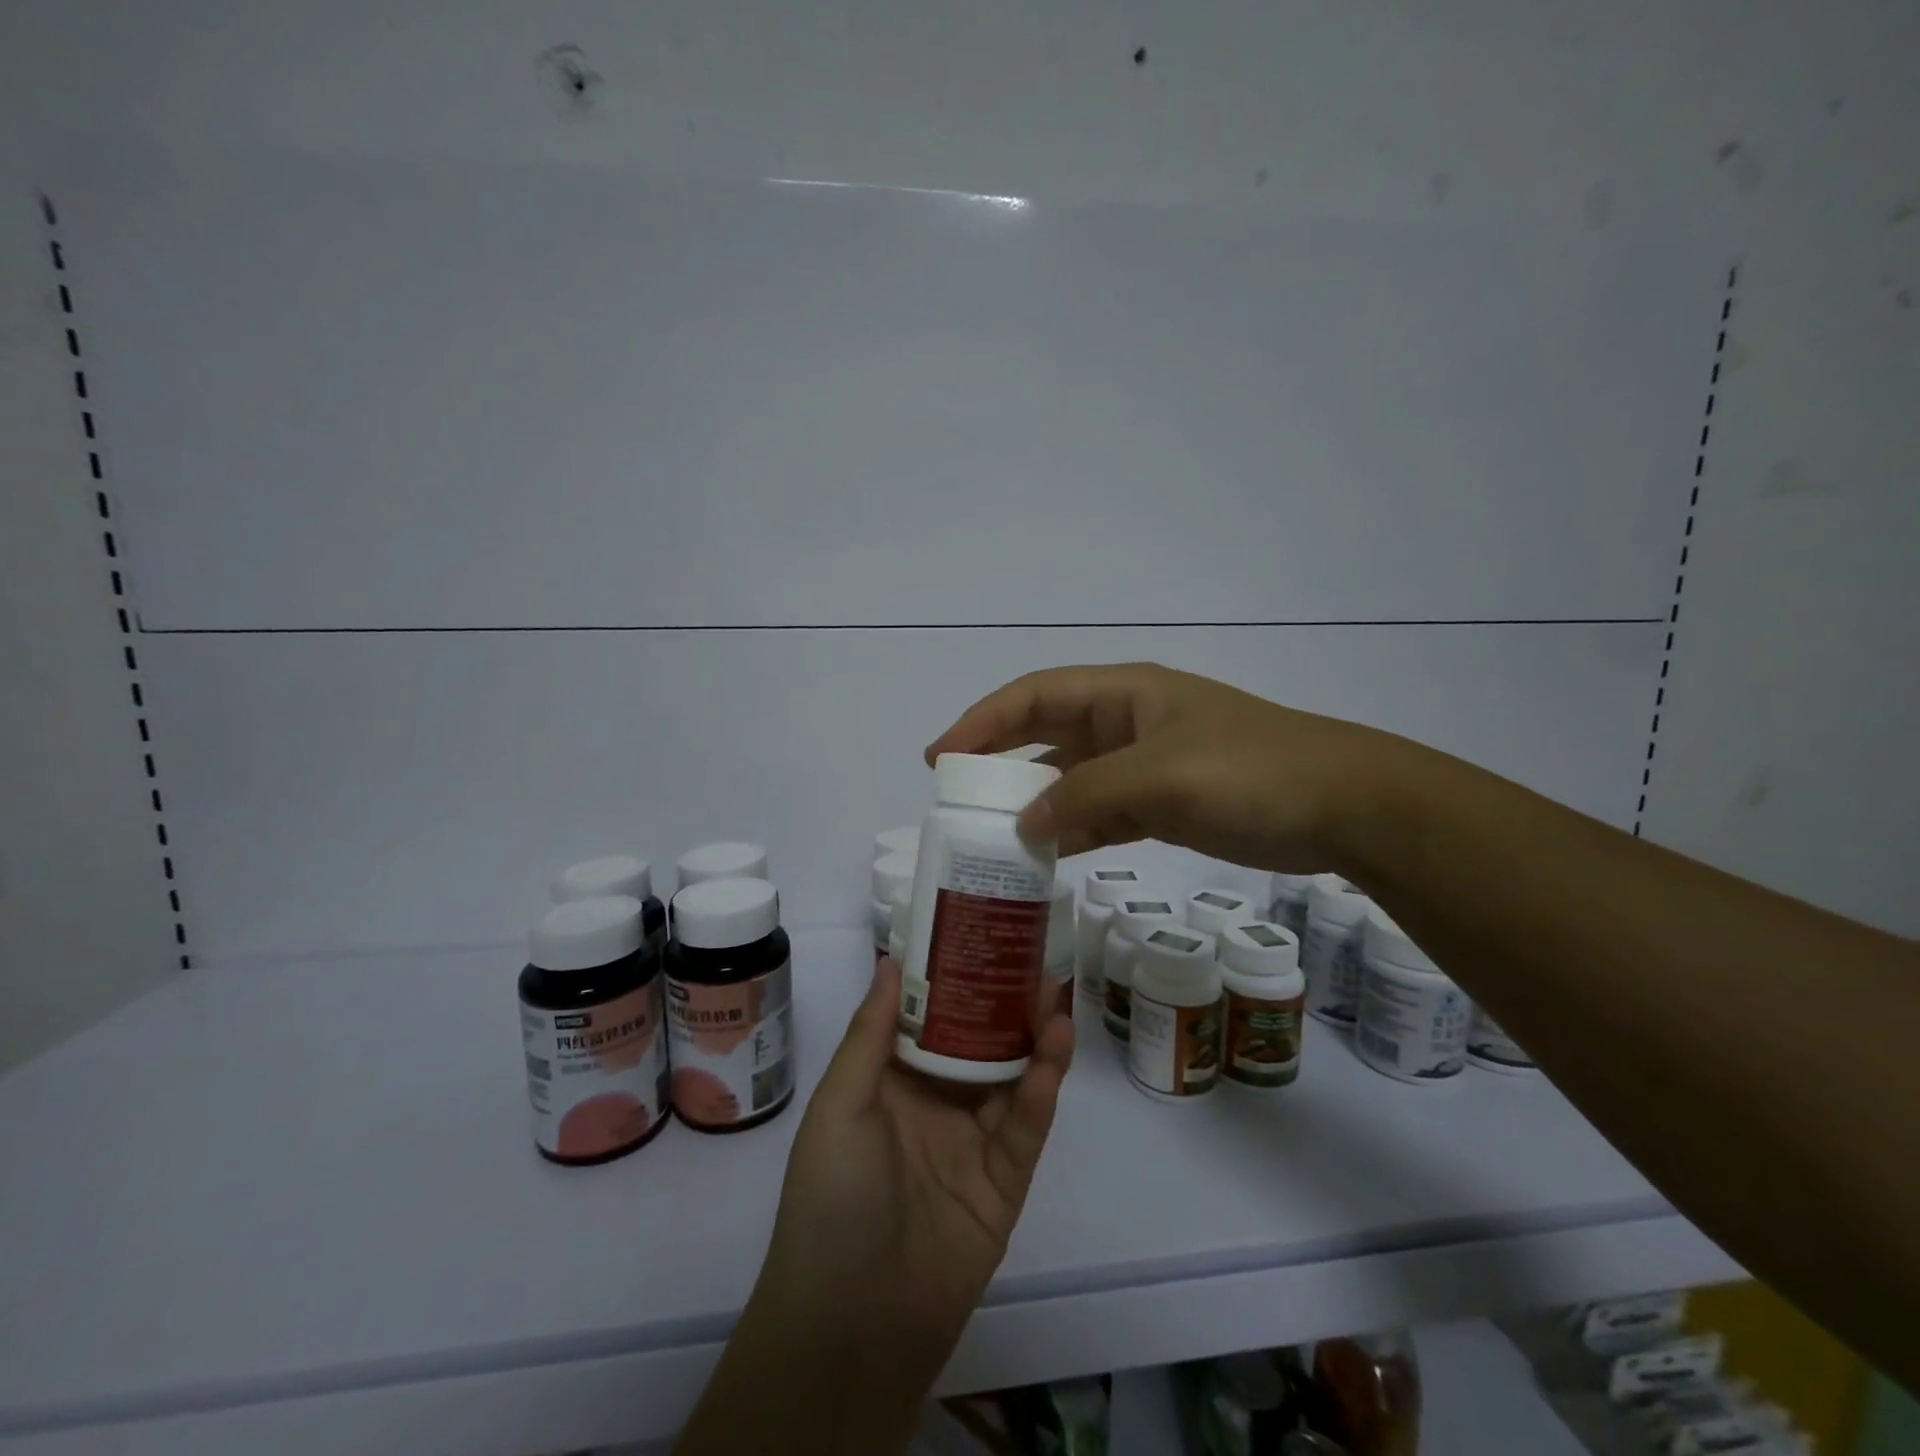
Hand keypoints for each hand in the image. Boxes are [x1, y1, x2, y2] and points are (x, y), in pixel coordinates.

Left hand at [677, 968, 1070, 1455]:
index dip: (953, 978)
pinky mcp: (1004, 1182)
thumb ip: (872, 1034)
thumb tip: (893, 960)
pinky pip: (1025, 1127)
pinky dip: (1041, 1089)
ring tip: (1054, 993)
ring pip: (1010, 1077)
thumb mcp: (841, 1104)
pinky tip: (1055, 1050)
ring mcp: (972, 1142)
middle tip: (1033, 958)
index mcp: (892, 1082)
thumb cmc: (832, 1197)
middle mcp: (934, 1103)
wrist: (852, 1325)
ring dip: (1033, 1037)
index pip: (929, 1017)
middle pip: (978, 1041)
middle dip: (1004, 1002)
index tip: (977, 936)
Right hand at [925, 662, 1405, 870]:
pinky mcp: (1162, 804)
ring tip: (991, 834)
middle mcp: (1127, 723)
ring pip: (1071, 779)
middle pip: (1046, 734)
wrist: (1342, 807)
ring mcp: (1144, 765)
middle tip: (956, 794)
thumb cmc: (1249, 772)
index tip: (942, 757)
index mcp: (1124, 694)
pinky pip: (1100, 813)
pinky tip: (1046, 855)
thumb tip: (1024, 826)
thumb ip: (1084, 795)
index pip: (1035, 696)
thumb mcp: (1159, 775)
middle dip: (999, 759)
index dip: (983, 721)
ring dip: (1034, 802)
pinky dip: (1072, 830)